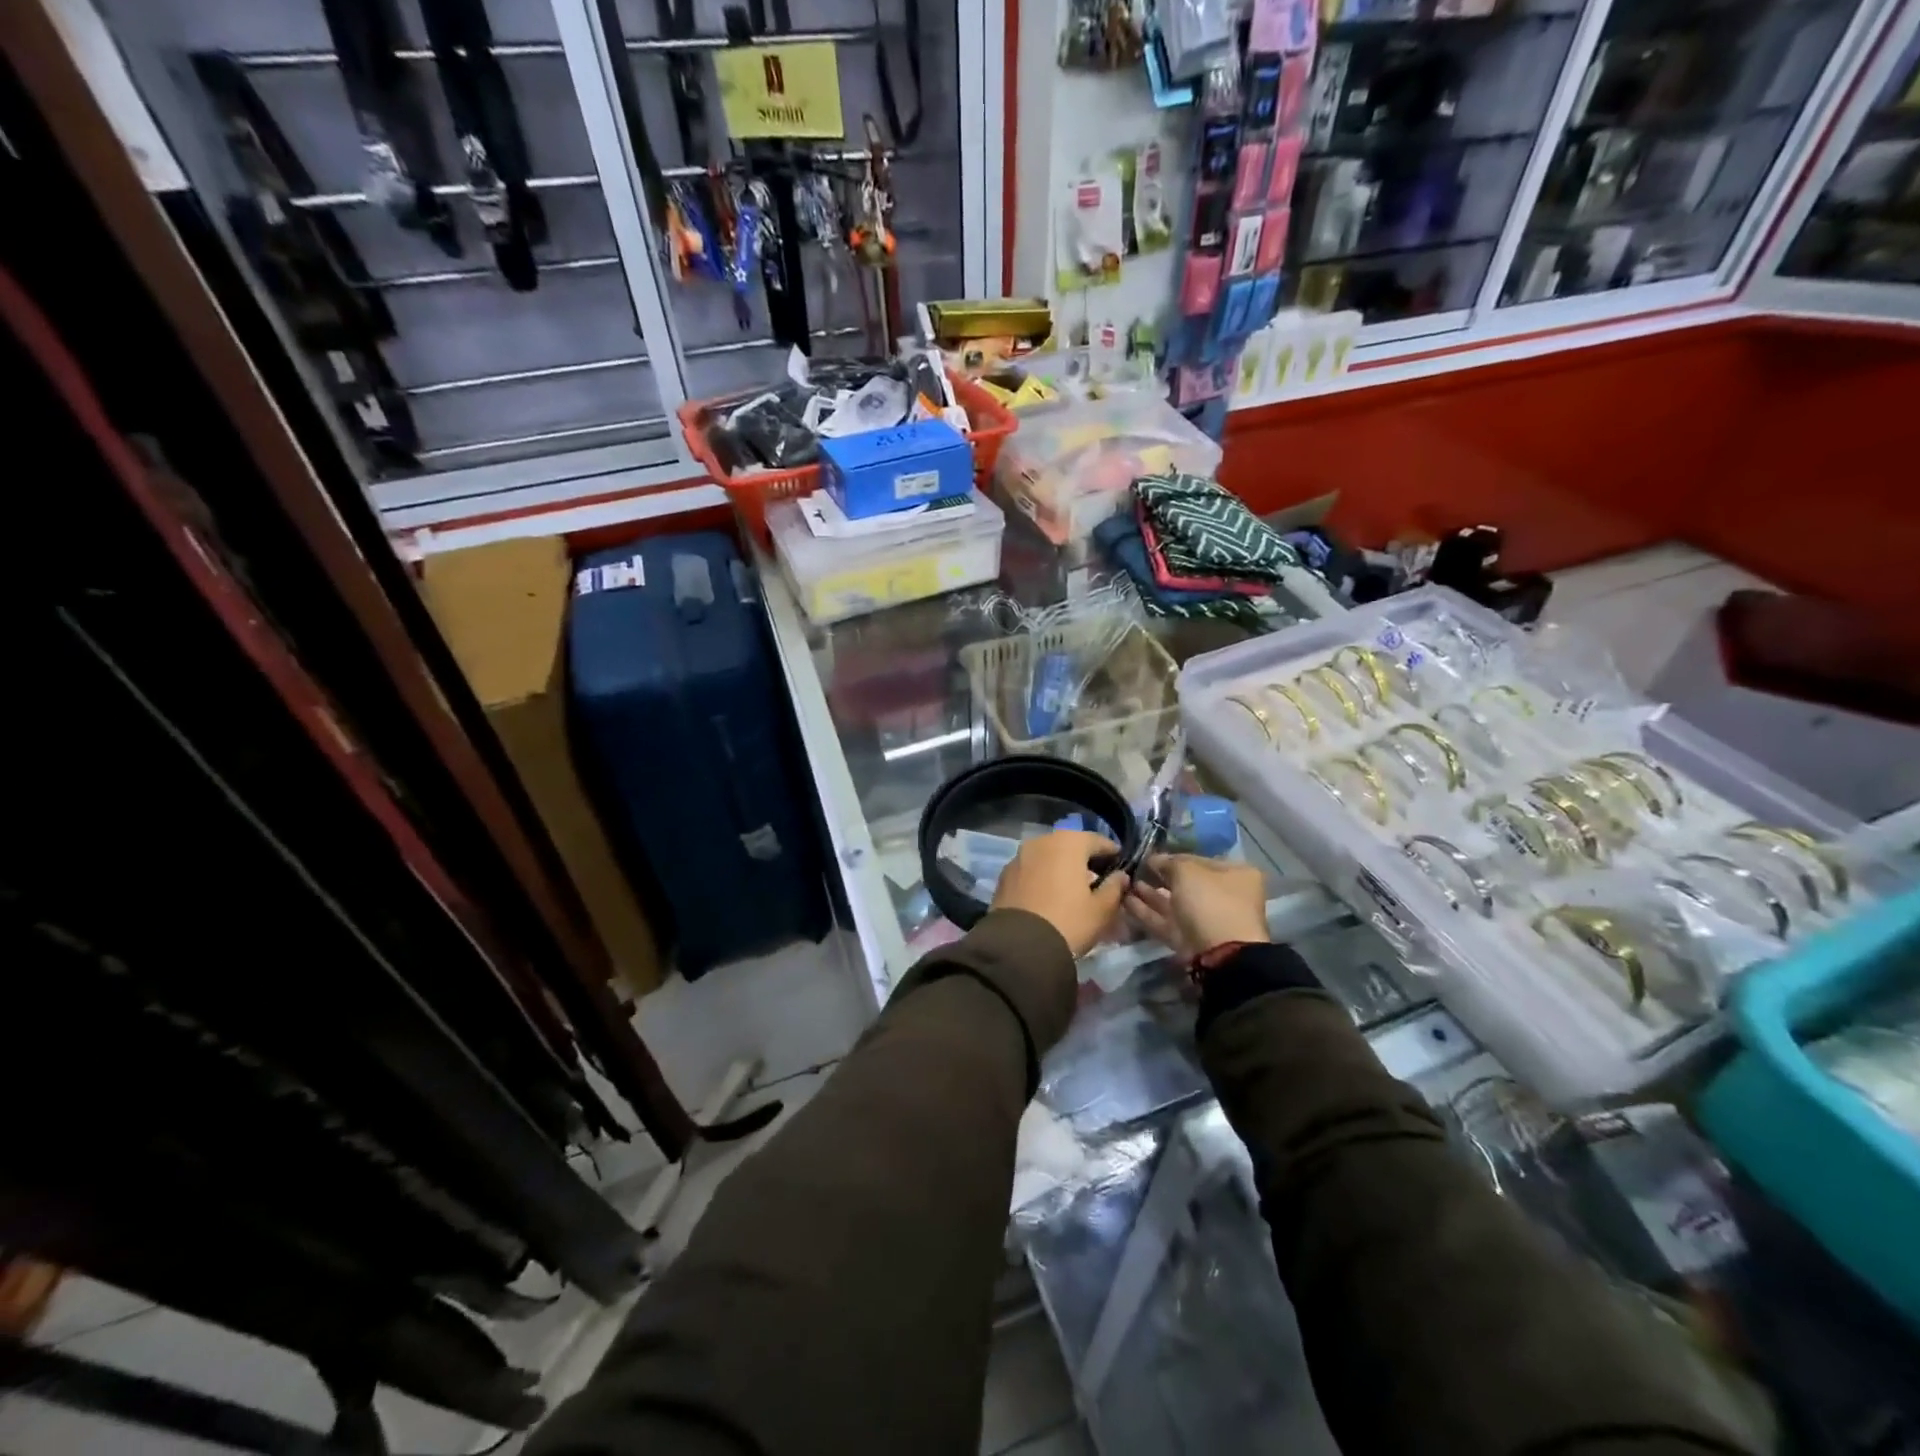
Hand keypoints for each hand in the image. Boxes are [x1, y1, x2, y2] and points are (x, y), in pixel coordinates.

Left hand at [992, 830, 1129, 957]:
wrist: (1019, 946)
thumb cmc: (1069, 922)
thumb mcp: (1101, 909)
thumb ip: (1115, 887)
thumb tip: (1120, 876)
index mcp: (1068, 843)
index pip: (1097, 840)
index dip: (1112, 853)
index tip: (1120, 866)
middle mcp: (1041, 841)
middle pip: (1070, 846)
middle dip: (1084, 860)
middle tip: (1097, 880)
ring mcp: (1019, 857)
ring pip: (1048, 857)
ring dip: (1061, 868)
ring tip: (1072, 890)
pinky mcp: (1004, 875)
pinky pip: (1031, 870)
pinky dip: (1042, 877)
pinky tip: (1049, 896)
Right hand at [1126, 854, 1268, 957]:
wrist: (1219, 954)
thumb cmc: (1210, 901)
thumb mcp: (1187, 871)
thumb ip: (1168, 862)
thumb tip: (1154, 859)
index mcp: (1236, 875)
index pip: (1200, 860)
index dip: (1174, 856)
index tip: (1150, 856)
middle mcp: (1225, 896)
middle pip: (1186, 883)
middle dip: (1160, 877)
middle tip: (1135, 869)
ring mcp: (1207, 920)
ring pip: (1174, 903)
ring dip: (1150, 894)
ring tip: (1125, 883)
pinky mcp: (1190, 940)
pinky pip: (1166, 921)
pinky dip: (1147, 912)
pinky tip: (1126, 901)